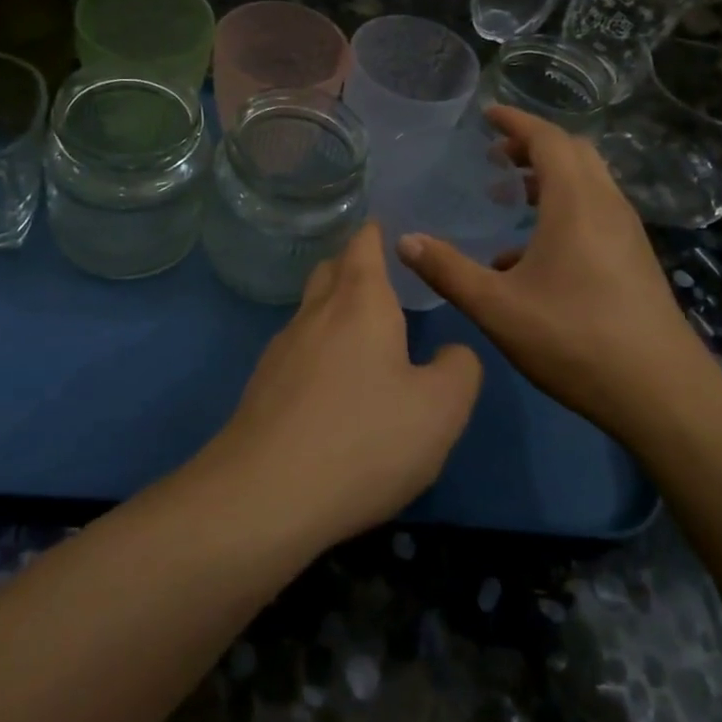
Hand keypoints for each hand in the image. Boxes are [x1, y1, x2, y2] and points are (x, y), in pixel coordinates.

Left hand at [204, 222, 480, 549]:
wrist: (265, 495)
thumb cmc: (364, 439)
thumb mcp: (441, 409)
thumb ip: (459, 369)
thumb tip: (450, 353)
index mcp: (359, 302)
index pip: (363, 244)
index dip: (376, 231)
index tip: (389, 226)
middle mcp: (315, 314)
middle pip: (331, 270)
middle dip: (354, 265)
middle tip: (384, 277)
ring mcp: (281, 349)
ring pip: (311, 311)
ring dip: (335, 309)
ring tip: (365, 331)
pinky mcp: (262, 387)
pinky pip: (298, 350)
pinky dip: (319, 349)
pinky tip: (334, 384)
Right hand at [396, 106, 721, 437]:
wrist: (661, 393)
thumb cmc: (574, 340)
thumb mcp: (497, 307)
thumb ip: (447, 270)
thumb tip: (405, 241)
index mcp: (576, 203)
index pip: (547, 139)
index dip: (515, 122)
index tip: (486, 114)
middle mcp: (606, 206)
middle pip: (573, 153)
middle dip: (533, 145)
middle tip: (495, 154)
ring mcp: (626, 232)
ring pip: (588, 182)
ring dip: (549, 177)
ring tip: (509, 195)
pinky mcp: (634, 258)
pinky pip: (596, 210)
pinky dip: (563, 207)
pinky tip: (531, 253)